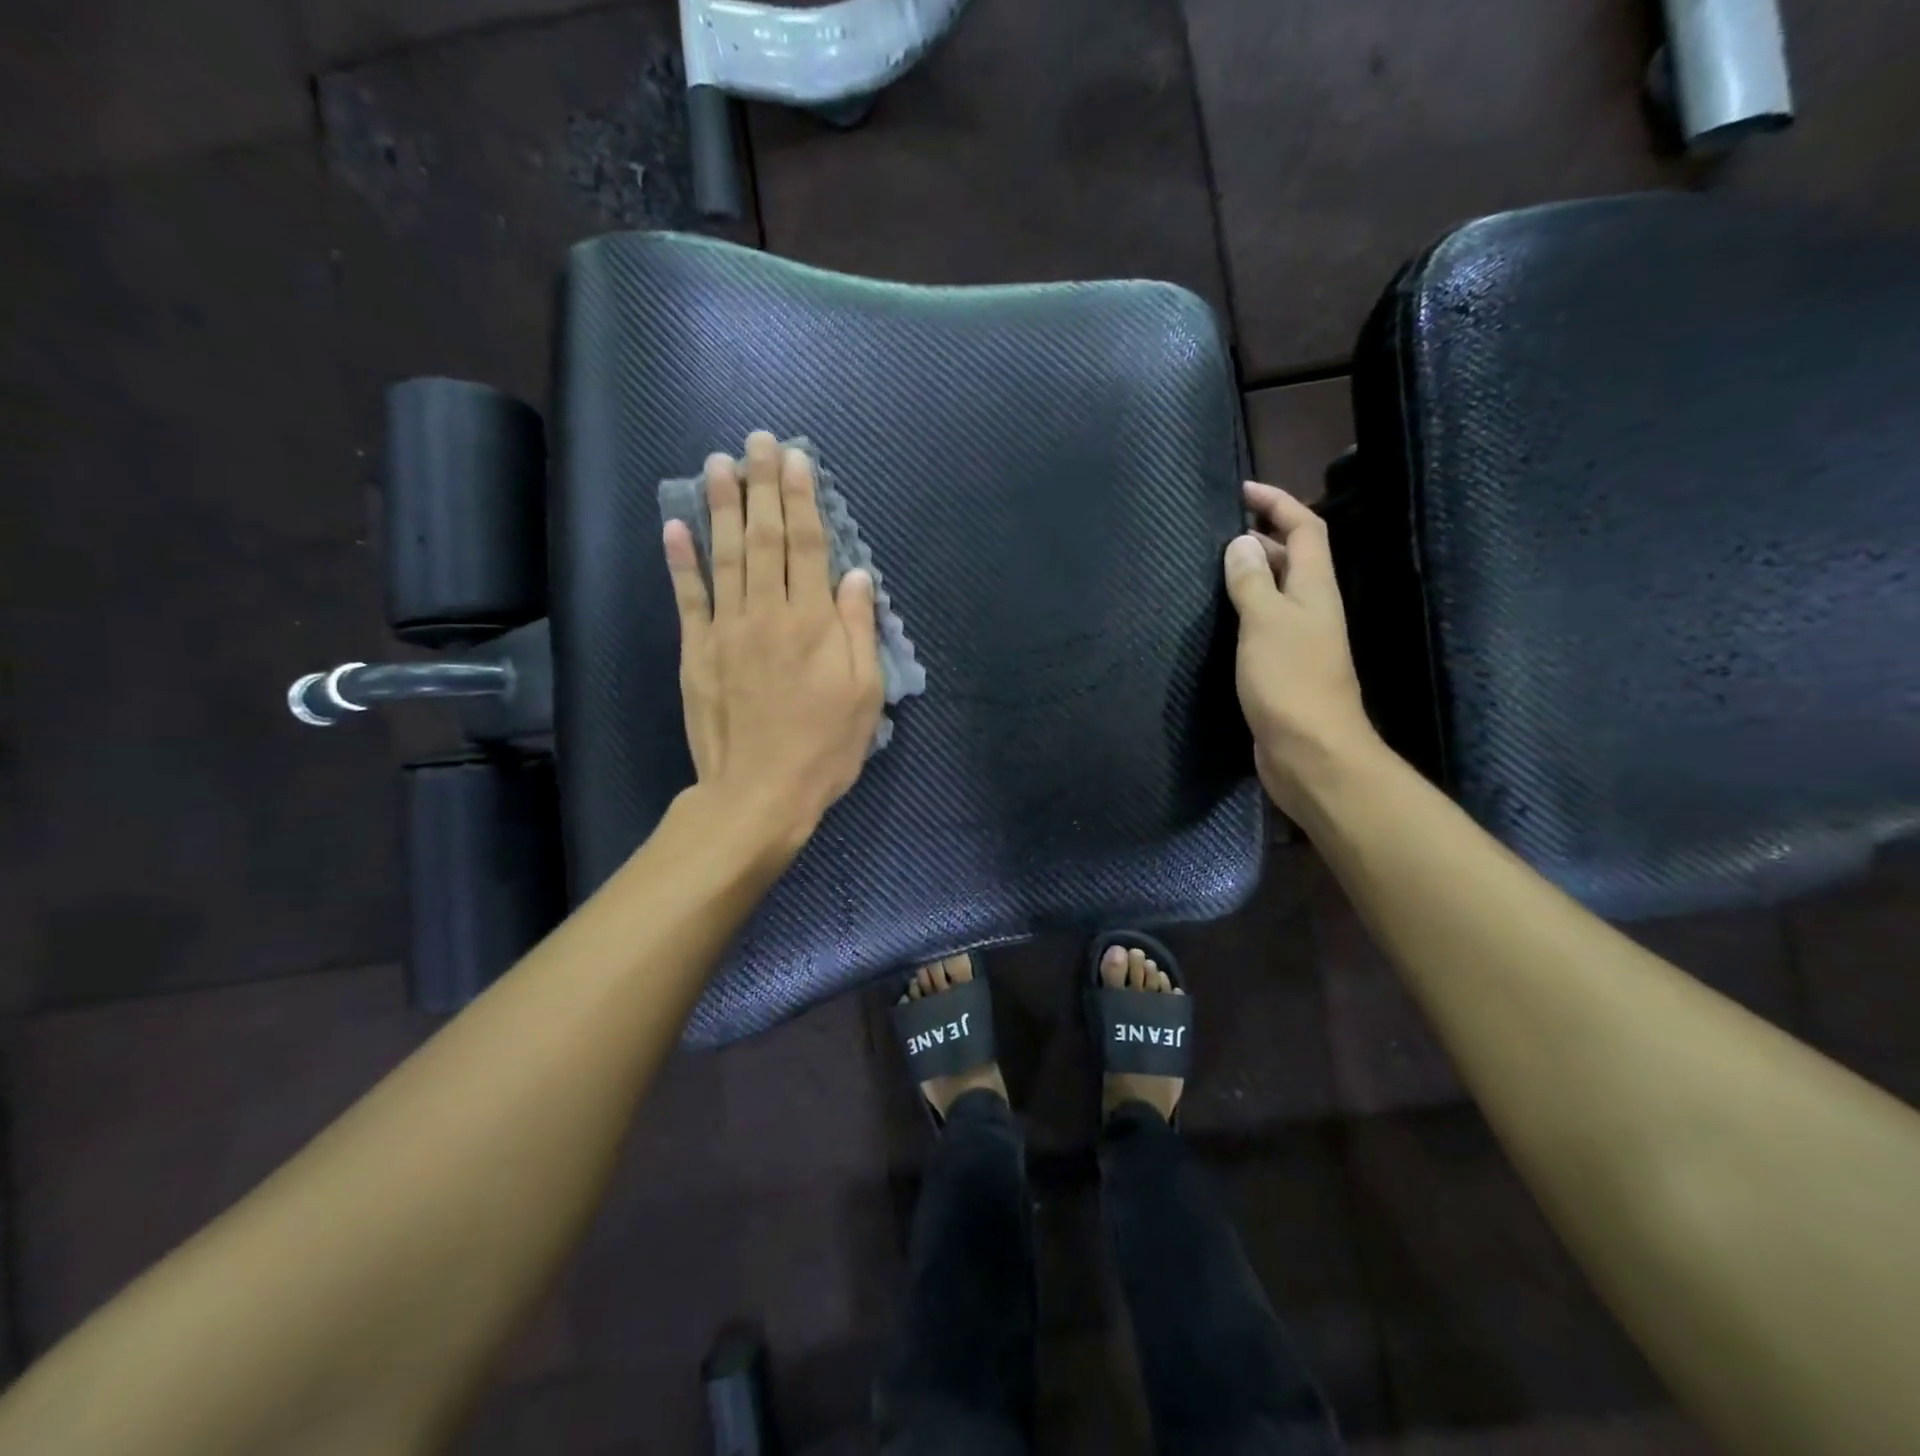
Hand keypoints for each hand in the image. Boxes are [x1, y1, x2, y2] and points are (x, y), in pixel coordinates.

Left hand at [664, 431, 884, 856]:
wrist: (758, 794)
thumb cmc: (823, 749)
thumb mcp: (864, 695)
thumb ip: (858, 630)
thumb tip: (857, 576)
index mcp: (815, 623)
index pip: (808, 546)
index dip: (803, 499)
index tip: (796, 460)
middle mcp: (769, 613)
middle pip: (765, 538)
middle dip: (762, 486)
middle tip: (757, 441)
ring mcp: (727, 630)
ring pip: (724, 556)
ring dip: (721, 506)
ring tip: (717, 462)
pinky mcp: (697, 652)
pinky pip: (687, 598)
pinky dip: (680, 560)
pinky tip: (675, 524)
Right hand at [1222, 480, 1381, 816]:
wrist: (1310, 752)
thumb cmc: (1289, 681)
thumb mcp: (1264, 622)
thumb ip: (1252, 581)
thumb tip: (1242, 543)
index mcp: (1316, 589)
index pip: (1306, 528)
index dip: (1279, 503)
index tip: (1242, 490)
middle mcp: (1313, 609)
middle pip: (1295, 558)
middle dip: (1263, 536)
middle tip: (1219, 533)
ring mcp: (1300, 641)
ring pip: (1278, 593)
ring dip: (1252, 575)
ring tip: (1213, 570)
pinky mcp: (1285, 669)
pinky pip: (1265, 625)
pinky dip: (1245, 612)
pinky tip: (1220, 621)